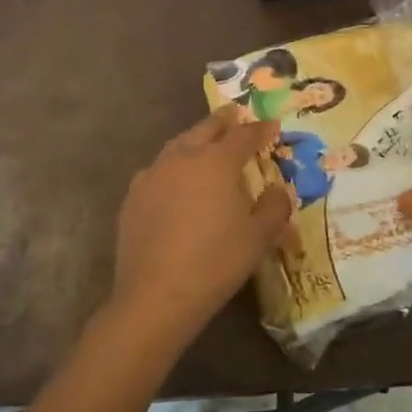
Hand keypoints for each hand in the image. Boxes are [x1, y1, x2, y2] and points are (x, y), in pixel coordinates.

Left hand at [109, 107, 292, 348]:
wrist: (156, 297)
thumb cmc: (216, 262)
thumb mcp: (258, 237)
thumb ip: (274, 207)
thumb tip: (278, 190)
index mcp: (217, 161)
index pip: (243, 135)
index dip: (260, 129)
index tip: (272, 126)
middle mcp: (183, 157)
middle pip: (206, 129)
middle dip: (224, 121)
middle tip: (235, 114)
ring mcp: (153, 175)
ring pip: (178, 145)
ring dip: (195, 140)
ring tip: (205, 144)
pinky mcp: (133, 197)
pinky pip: (158, 170)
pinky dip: (173, 167)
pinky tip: (175, 182)